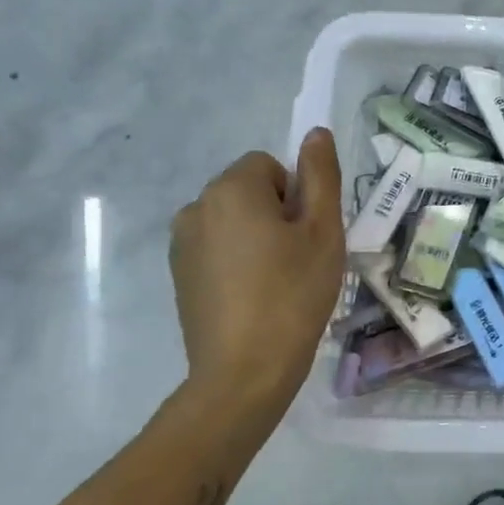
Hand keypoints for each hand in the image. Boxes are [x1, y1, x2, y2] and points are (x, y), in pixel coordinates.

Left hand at [170, 132, 344, 413]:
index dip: (298, 197)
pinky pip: (218, 250)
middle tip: (300, 260)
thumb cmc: (293, 294)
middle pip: (249, 191)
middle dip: (277, 215)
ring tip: (279, 282)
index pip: (270, 166)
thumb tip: (316, 133)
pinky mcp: (179, 276)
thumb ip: (321, 176)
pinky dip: (238, 263)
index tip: (308, 236)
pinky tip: (255, 298)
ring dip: (258, 239)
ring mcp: (181, 244)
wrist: (245, 371)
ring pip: (234, 222)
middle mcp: (196, 207)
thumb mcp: (324, 232)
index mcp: (230, 189)